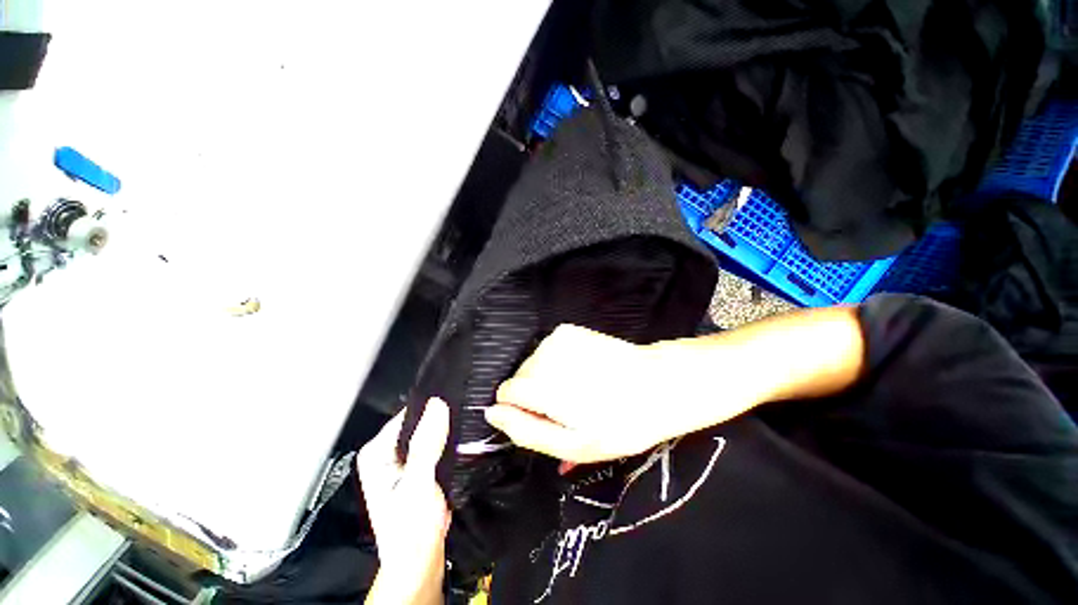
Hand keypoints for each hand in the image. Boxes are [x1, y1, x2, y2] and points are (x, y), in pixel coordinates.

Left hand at [358, 399, 450, 604]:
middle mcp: (388, 453)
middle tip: (463, 415)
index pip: (407, 415)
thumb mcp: (418, 484)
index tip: (455, 401)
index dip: (432, 407)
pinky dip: (450, 442)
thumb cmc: (410, 531)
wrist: (419, 561)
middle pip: (420, 422)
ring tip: (464, 426)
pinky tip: (461, 442)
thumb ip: (426, 444)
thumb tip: (437, 405)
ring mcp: (406, 460)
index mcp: (377, 453)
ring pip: (431, 432)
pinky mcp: (421, 468)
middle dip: (441, 418)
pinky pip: (438, 444)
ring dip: (447, 430)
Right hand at [487, 324, 692, 464]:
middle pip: (519, 377)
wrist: (655, 384)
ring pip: (532, 363)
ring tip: (576, 389)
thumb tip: (492, 414)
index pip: (507, 392)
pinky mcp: (567, 330)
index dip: (521, 408)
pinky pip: (546, 350)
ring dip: (545, 377)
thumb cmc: (619, 423)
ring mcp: (556, 339)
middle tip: (565, 407)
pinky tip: (579, 370)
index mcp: (545, 388)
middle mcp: (545, 357)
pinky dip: (555, 362)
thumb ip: (526, 430)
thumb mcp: (573, 443)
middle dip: (533, 394)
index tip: (544, 417)